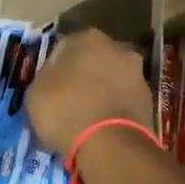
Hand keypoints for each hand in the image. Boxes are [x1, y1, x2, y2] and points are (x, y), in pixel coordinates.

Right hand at [24, 29, 155, 153]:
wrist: (111, 145)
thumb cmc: (65, 110)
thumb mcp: (35, 92)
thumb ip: (44, 78)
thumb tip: (52, 79)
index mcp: (87, 38)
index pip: (63, 46)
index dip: (53, 67)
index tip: (47, 86)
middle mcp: (117, 48)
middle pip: (92, 60)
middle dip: (81, 76)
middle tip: (66, 100)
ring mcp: (138, 74)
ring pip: (110, 80)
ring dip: (99, 93)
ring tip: (83, 119)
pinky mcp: (150, 101)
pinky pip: (122, 101)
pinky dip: (112, 110)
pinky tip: (99, 129)